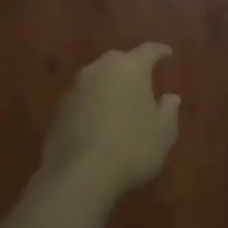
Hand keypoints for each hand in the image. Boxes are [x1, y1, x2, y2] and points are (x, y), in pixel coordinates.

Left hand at [42, 44, 181, 195]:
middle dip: (132, 68)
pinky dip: (94, 105)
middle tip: (143, 82)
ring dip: (110, 87)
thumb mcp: (164, 133)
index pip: (148, 51)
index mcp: (130, 68)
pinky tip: (100, 123)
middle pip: (119, 61)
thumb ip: (169, 111)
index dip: (160, 52)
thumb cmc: (132, 148)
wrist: (79, 176)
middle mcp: (99, 70)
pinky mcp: (57, 109)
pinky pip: (83, 99)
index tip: (168, 54)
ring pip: (98, 79)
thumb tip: (170, 97)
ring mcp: (74, 88)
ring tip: (121, 104)